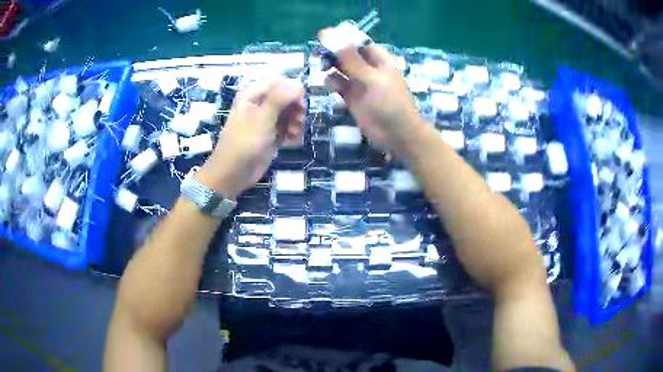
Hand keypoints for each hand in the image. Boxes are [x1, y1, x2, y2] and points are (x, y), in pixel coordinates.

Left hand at [197, 78, 304, 197]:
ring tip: (295, 131)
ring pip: (288, 112)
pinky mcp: (270, 134)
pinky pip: (286, 126)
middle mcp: (259, 104)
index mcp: (252, 95)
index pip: (279, 83)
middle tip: (300, 118)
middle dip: (295, 107)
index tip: (300, 104)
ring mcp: (265, 120)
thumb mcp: (262, 118)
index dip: (292, 91)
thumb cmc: (244, 143)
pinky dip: (292, 131)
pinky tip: (292, 139)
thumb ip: (279, 98)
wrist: (233, 174)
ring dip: (296, 120)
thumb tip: (298, 83)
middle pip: (286, 97)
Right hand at [319, 29, 424, 156]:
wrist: (398, 136)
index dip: (342, 38)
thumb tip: (332, 37)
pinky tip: (328, 83)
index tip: (323, 36)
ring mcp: (360, 83)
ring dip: (331, 66)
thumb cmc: (390, 104)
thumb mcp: (372, 79)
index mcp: (379, 60)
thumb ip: (351, 60)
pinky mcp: (352, 98)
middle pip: (348, 54)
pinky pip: (339, 85)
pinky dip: (332, 82)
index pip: (358, 43)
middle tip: (317, 53)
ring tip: (320, 66)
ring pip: (341, 69)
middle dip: (334, 52)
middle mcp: (369, 68)